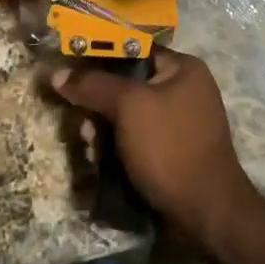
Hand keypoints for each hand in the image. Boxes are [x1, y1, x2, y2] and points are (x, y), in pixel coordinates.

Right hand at [49, 49, 264, 251]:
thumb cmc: (170, 146)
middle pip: (128, 85)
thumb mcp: (128, 107)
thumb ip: (94, 85)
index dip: (99, 59)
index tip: (71, 75)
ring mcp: (181, 122)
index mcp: (183, 67)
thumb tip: (57, 73)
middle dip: (99, 104)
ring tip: (90, 149)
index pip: (132, 50)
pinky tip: (102, 162)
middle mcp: (185, 89)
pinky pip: (138, 138)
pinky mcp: (174, 151)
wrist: (207, 212)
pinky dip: (119, 146)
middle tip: (82, 125)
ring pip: (129, 115)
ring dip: (104, 129)